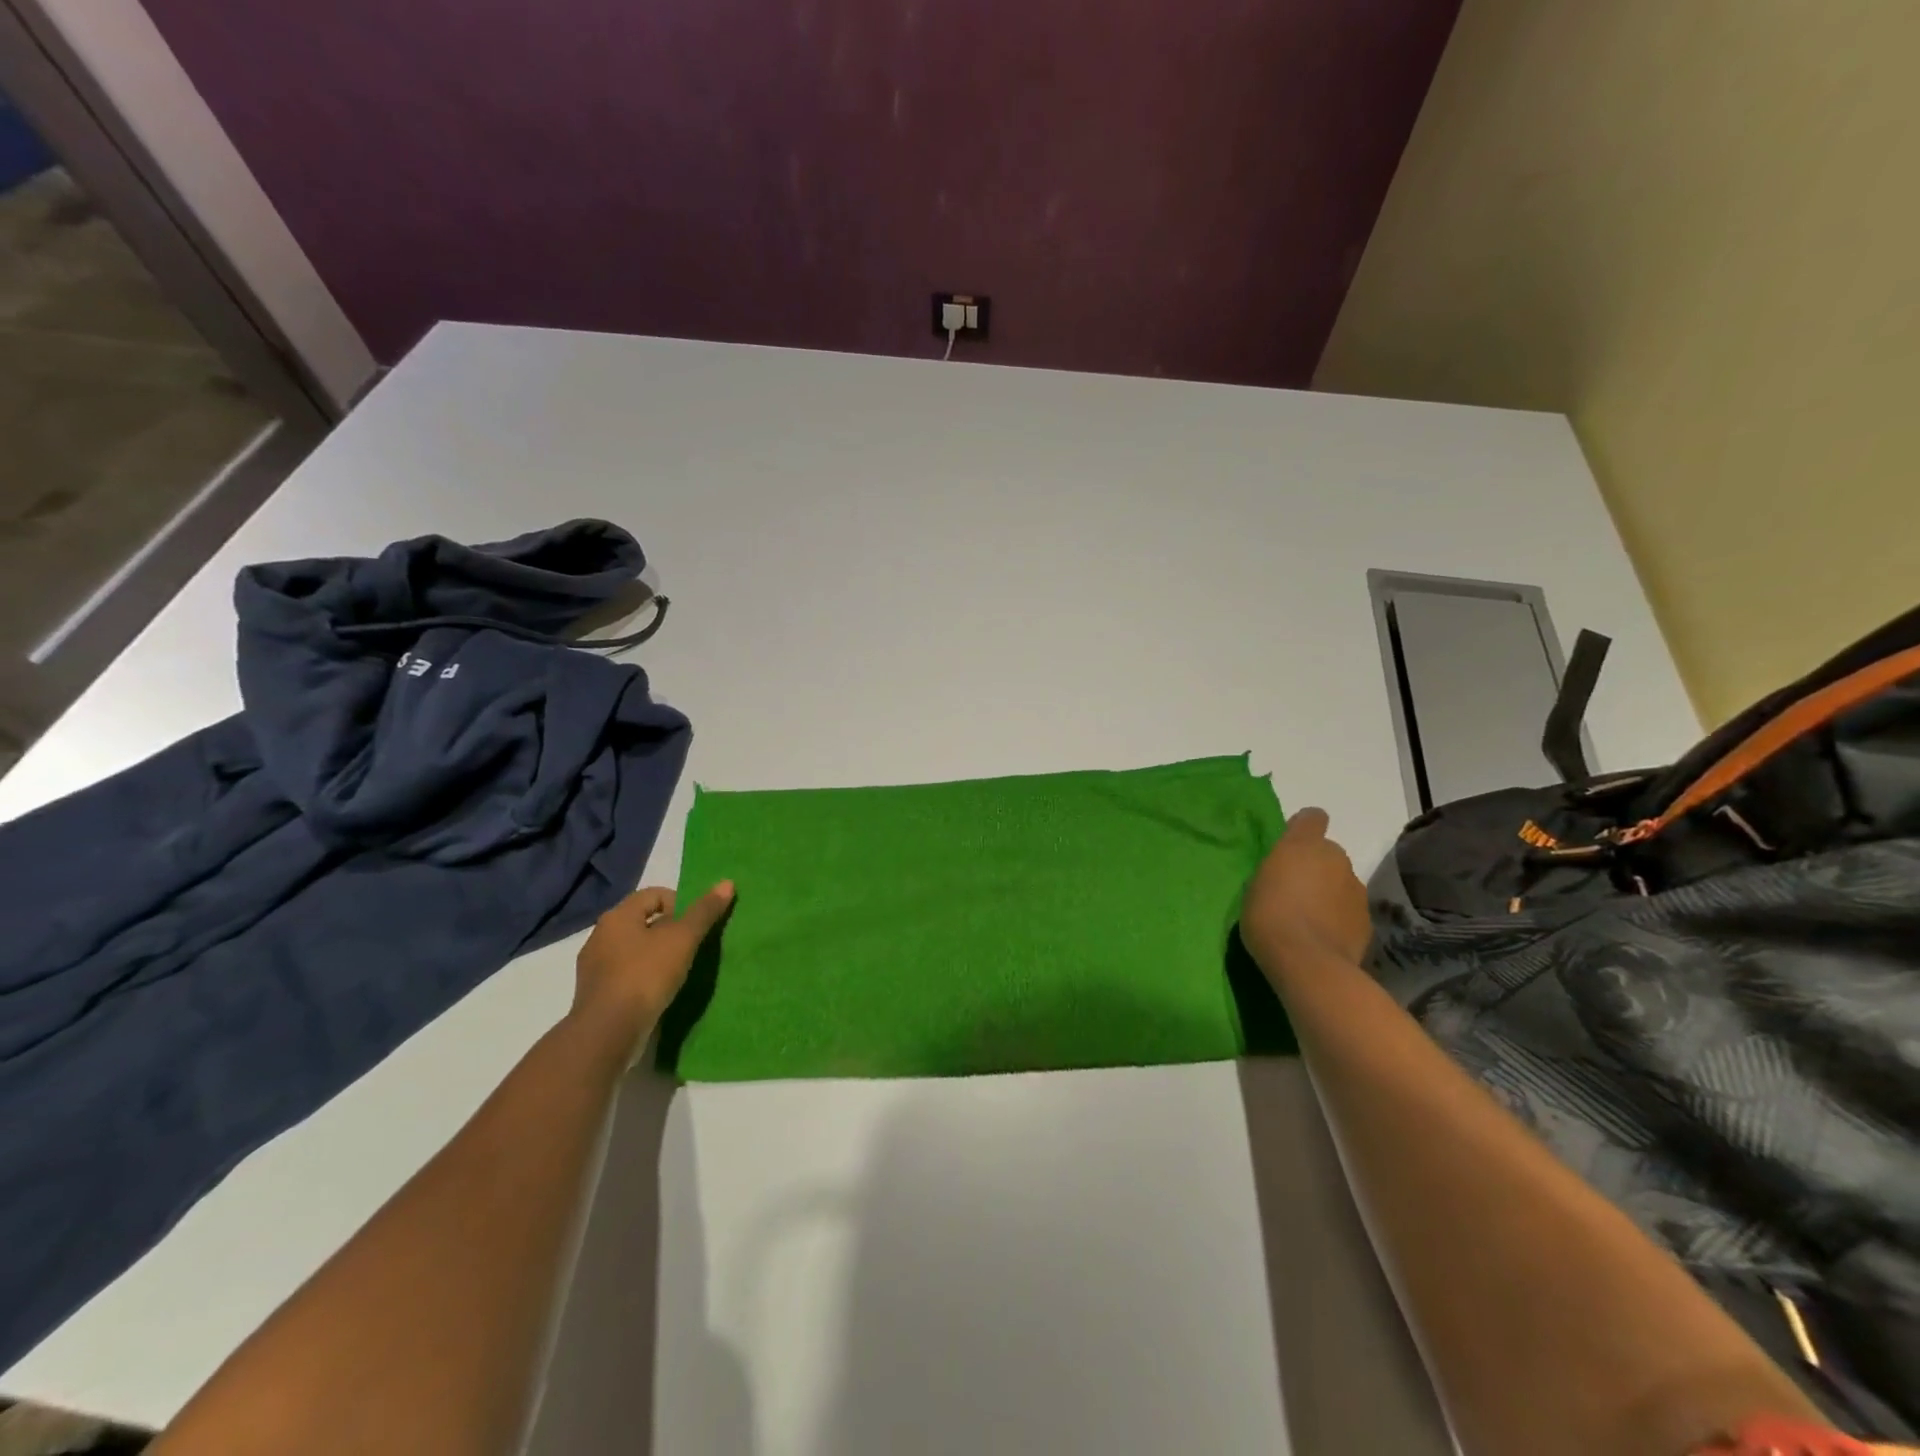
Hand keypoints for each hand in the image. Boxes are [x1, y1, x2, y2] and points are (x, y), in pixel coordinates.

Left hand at [572, 882, 733, 1053]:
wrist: (608, 1033)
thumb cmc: (645, 975)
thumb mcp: (682, 939)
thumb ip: (704, 911)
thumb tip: (727, 882)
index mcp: (617, 917)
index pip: (653, 894)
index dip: (680, 902)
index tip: (696, 924)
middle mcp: (600, 936)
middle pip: (643, 921)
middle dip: (670, 930)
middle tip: (692, 946)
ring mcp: (595, 968)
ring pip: (635, 950)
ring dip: (657, 955)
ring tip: (680, 971)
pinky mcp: (596, 994)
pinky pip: (626, 975)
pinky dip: (645, 977)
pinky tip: (660, 992)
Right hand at [1239, 808, 1370, 979]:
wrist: (1307, 962)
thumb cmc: (1269, 915)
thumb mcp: (1257, 884)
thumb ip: (1277, 870)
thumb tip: (1288, 872)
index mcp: (1303, 845)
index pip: (1312, 818)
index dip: (1303, 828)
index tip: (1290, 848)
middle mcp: (1336, 859)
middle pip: (1328, 853)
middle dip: (1316, 867)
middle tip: (1295, 891)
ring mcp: (1356, 889)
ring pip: (1341, 882)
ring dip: (1329, 893)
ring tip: (1309, 919)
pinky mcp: (1367, 919)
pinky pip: (1349, 910)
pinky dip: (1339, 918)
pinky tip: (1323, 937)